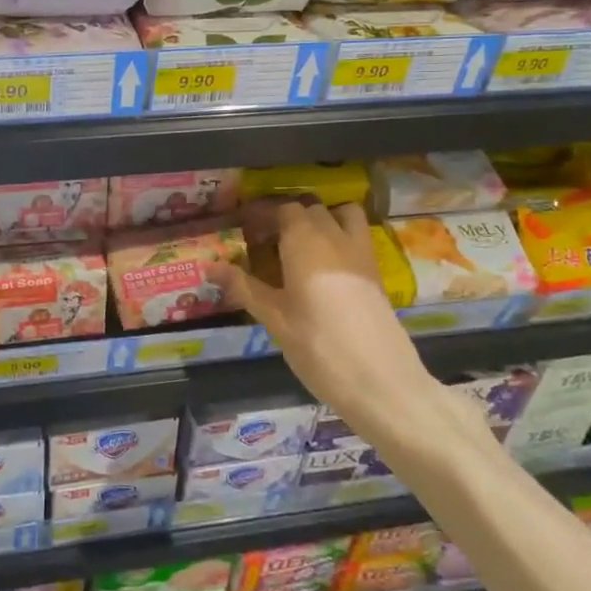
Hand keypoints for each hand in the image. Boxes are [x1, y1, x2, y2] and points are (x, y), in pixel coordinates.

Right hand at [214, 201, 426, 426]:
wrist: (381, 381)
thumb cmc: (318, 346)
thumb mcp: (274, 318)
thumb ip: (243, 287)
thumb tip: (209, 266)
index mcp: (305, 241)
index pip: (283, 209)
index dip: (263, 215)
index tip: (245, 231)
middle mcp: (335, 237)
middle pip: (311, 209)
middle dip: (288, 217)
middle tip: (266, 243)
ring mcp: (361, 253)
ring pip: (343, 215)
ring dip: (323, 219)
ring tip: (302, 246)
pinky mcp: (376, 274)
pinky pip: (358, 237)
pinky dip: (341, 238)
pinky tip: (325, 270)